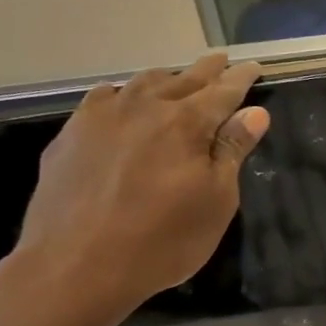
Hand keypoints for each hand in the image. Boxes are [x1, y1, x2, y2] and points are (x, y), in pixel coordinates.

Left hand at [4, 53, 268, 325]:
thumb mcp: (215, 201)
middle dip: (207, 69)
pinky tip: (120, 100)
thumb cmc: (162, 240)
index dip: (241, 79)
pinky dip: (122, 93)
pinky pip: (102, 98)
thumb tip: (255, 113)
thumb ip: (233, 152)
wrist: (76, 266)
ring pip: (141, 83)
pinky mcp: (71, 135)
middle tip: (221, 60)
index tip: (255, 66)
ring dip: (166, 78)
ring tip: (177, 78)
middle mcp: (145, 107)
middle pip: (183, 79)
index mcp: (187, 123)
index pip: (223, 91)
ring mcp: (102, 118)